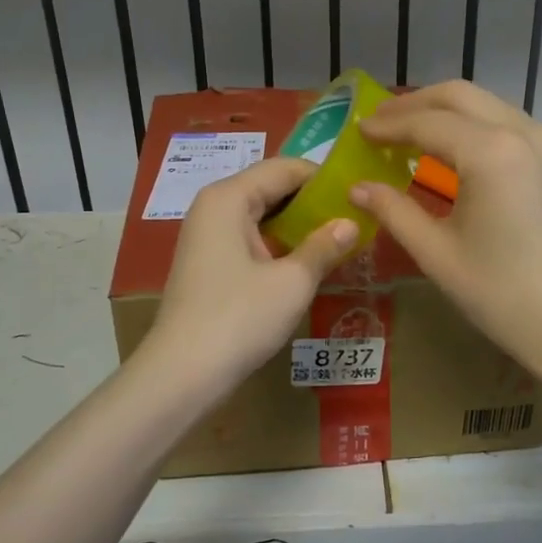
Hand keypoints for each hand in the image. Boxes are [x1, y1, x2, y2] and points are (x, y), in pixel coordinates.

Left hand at [143, 158, 356, 388]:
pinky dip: (278, 244)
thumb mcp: (292, 282)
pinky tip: (305, 261)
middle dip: (311, 201)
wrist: (183, 373)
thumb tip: (350, 224)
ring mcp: (206, 236)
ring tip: (337, 238)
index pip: (284, 168)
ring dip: (296, 225)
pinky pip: (249, 238)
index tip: (358, 194)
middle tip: (353, 217)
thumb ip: (324, 246)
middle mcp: (213, 207)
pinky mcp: (208, 263)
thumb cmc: (240, 318)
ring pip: (260, 215)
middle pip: (270, 188)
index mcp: (229, 197)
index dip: (323, 178)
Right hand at [350, 81, 541, 382]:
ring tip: (414, 132)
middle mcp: (524, 132)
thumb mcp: (437, 254)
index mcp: (491, 153)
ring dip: (448, 111)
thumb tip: (357, 188)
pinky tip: (460, 152)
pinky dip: (478, 126)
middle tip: (381, 122)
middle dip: (416, 103)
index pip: (427, 123)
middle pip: (460, 96)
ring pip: (490, 105)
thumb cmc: (502, 294)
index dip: (388, 126)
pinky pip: (513, 126)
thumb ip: (394, 212)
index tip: (358, 131)